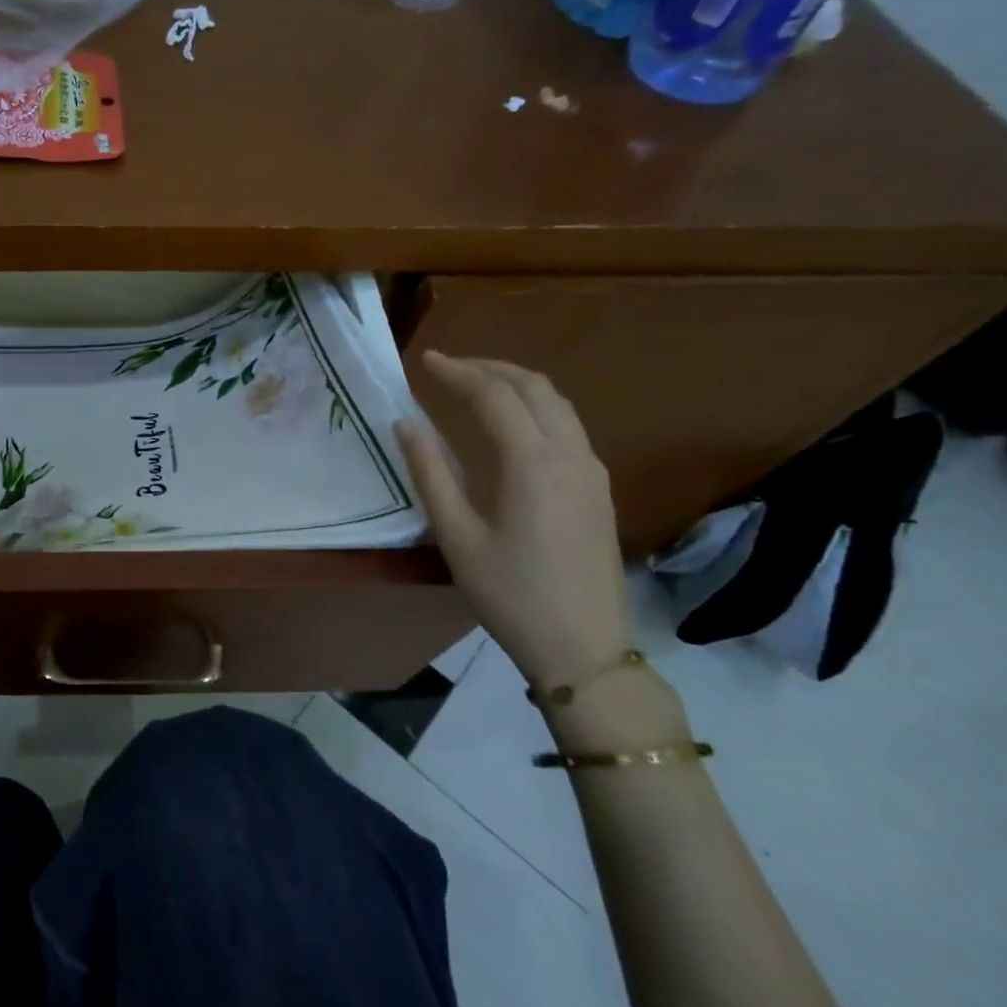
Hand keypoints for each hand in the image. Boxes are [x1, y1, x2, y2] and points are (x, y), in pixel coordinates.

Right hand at [394, 352, 630, 692]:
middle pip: (534, 387)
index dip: (457, 372)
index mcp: (532, 463)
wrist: (584, 646)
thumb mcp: (456, 536)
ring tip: (475, 385)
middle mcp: (571, 454)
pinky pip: (568, 426)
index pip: (494, 396)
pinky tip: (509, 425)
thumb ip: (430, 473)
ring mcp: (592, 470)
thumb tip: (407, 423)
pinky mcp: (599, 488)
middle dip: (489, 367)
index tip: (424, 360)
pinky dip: (534, 407)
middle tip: (448, 366)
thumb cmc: (509, 593)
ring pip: (558, 403)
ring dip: (515, 383)